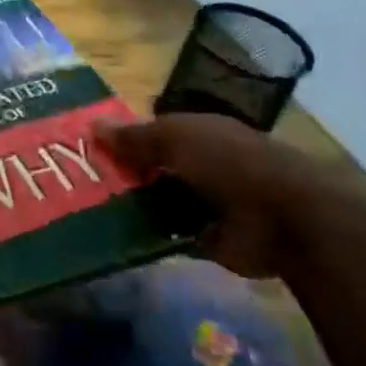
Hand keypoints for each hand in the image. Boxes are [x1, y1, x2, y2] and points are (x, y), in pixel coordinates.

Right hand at [94, 114, 365, 278]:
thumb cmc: (228, 162)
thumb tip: (91, 126)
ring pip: (157, 201)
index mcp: (199, 133)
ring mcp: (206, 204)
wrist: (286, 219)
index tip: (87, 149)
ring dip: (132, 206)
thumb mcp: (174, 138)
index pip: (153, 132)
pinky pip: (168, 235)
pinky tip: (117, 236)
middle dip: (123, 173)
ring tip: (89, 211)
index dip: (124, 138)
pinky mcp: (207, 240)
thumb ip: (134, 137)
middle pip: (153, 167)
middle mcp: (202, 165)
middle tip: (79, 182)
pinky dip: (149, 236)